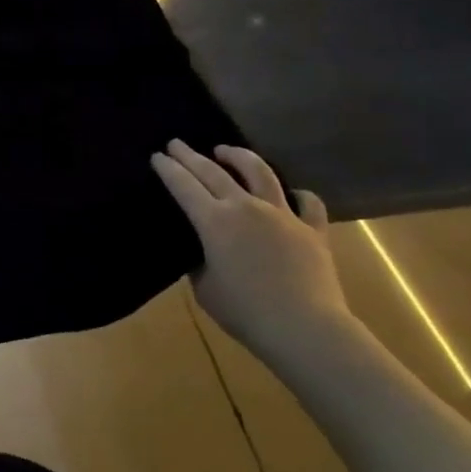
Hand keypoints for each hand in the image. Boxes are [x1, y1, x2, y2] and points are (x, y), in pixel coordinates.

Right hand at [151, 140, 353, 354]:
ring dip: (239, 157)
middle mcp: (246, 208)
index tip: (157, 156)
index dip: (168, 169)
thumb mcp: (205, 288)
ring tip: (226, 150)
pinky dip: (297, 195)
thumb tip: (205, 251)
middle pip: (214, 172)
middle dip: (191, 156)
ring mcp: (283, 215)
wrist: (304, 327)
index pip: (184, 186)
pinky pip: (307, 203)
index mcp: (214, 222)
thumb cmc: (245, 311)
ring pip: (260, 172)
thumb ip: (201, 262)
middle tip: (177, 144)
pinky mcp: (313, 229)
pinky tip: (291, 194)